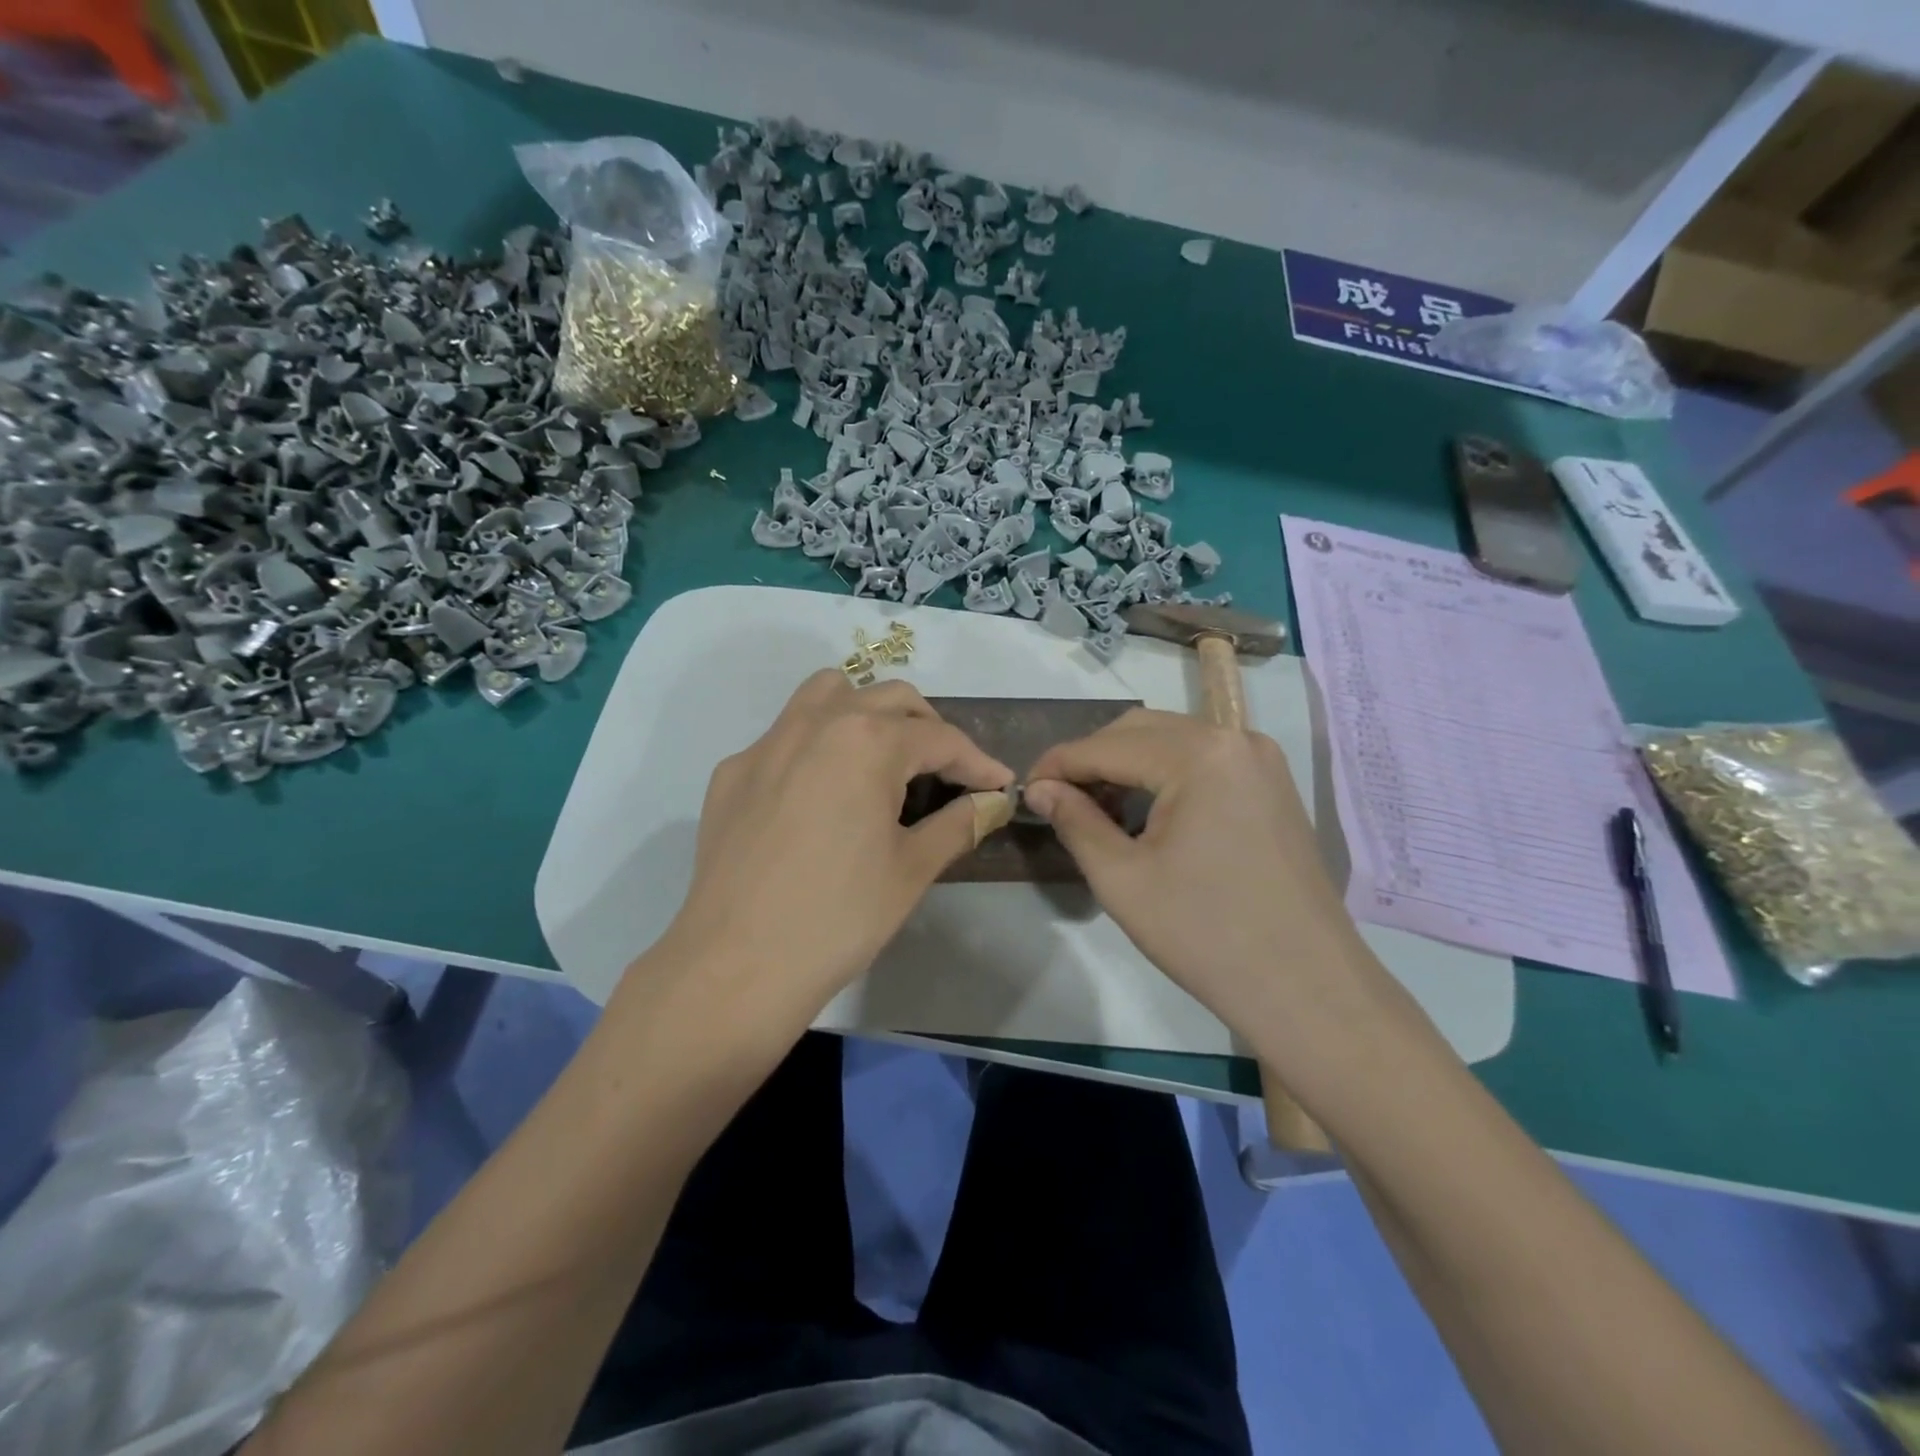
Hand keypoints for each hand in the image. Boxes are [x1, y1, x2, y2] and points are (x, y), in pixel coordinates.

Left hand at [649, 670, 1012, 1030]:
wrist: (737, 964)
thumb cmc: (839, 917)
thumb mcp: (911, 869)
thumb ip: (958, 824)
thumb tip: (991, 802)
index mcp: (867, 742)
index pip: (939, 738)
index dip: (977, 761)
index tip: (1000, 784)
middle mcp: (815, 724)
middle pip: (888, 699)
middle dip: (928, 728)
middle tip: (946, 772)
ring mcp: (766, 744)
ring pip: (827, 694)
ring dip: (866, 712)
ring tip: (882, 758)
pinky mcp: (733, 773)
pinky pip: (785, 736)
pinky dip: (817, 746)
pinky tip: (819, 796)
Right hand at [1026, 709, 1391, 1056]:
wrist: (1308, 989)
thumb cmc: (1206, 934)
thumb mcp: (1123, 879)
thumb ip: (1075, 821)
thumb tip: (1040, 788)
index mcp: (1199, 754)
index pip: (1107, 745)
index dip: (1058, 764)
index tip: (1024, 789)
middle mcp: (1235, 739)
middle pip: (1141, 731)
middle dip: (1092, 759)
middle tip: (1057, 799)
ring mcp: (1261, 761)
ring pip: (1173, 742)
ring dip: (1127, 765)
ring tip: (1094, 807)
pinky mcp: (1272, 786)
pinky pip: (1204, 761)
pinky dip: (1164, 775)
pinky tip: (1145, 811)